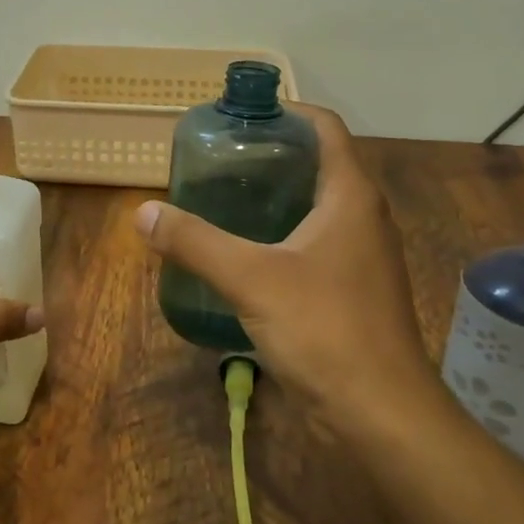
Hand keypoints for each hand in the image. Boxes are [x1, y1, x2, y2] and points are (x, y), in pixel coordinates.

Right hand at [135, 105, 433, 431]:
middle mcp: (362, 218)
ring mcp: (361, 257)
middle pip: (318, 165)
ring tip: (222, 200)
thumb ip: (195, 242)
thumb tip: (143, 213)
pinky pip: (313, 246)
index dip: (286, 112)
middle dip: (271, 156)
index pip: (325, 128)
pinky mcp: (352, 292)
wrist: (380, 412)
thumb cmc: (325, 330)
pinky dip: (280, 237)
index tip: (240, 116)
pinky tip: (243, 254)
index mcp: (351, 197)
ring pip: (315, 209)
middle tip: (218, 160)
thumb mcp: (251, 279)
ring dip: (274, 198)